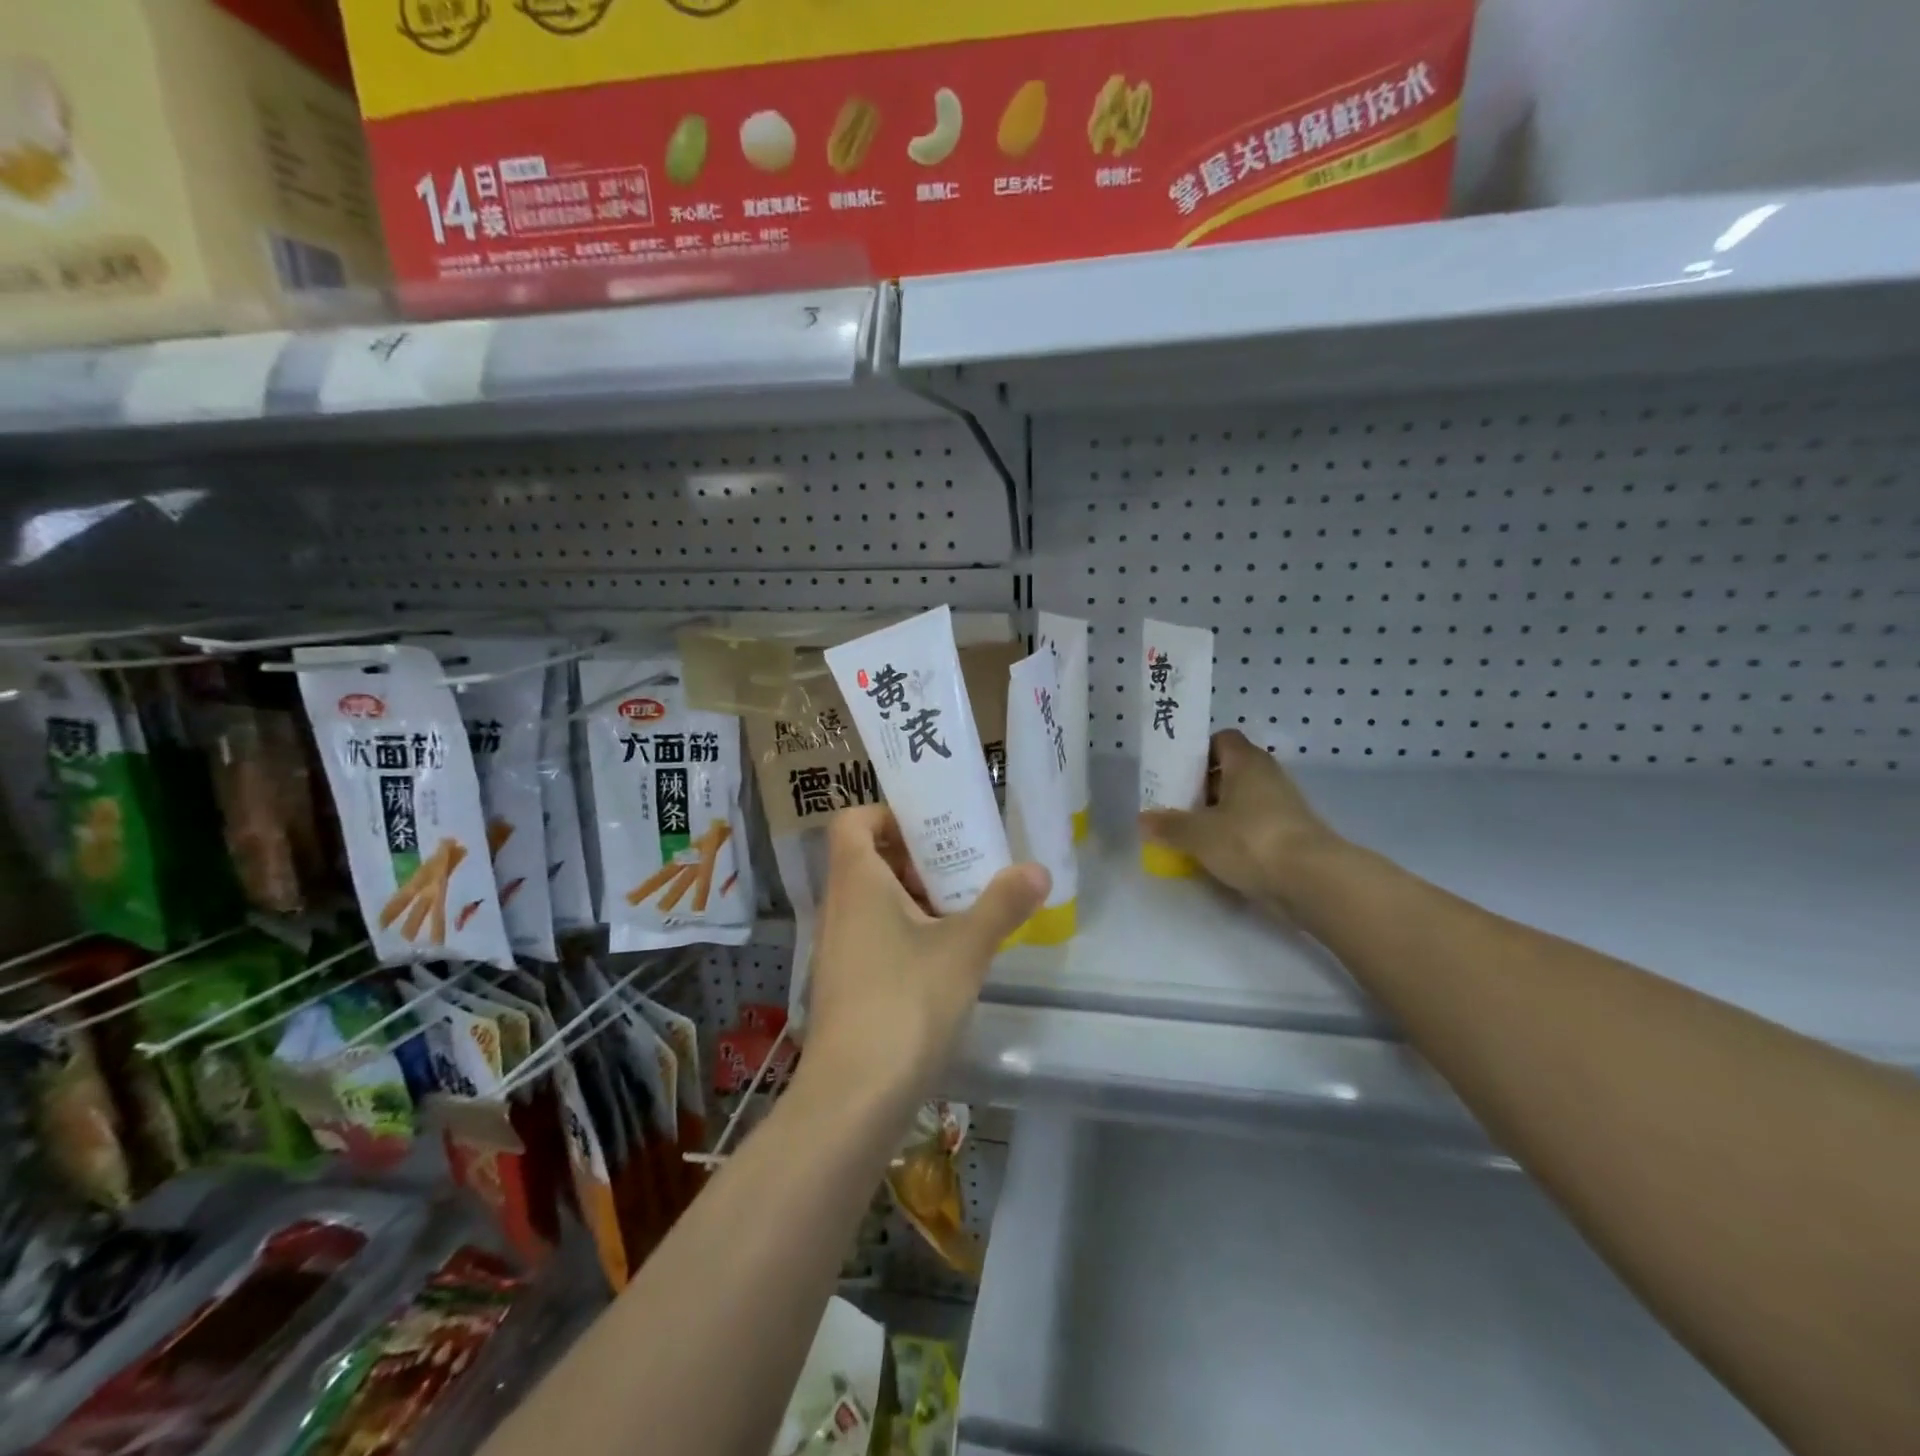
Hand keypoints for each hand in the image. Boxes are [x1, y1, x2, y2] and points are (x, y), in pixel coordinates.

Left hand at [801, 806, 1049, 1108]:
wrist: (854, 1098)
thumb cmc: (906, 1003)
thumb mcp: (964, 949)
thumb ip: (1002, 905)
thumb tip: (1038, 870)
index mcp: (856, 881)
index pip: (854, 820)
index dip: (888, 814)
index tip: (934, 827)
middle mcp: (838, 907)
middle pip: (869, 859)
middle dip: (917, 857)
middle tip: (965, 865)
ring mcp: (838, 948)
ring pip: (874, 901)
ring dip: (916, 896)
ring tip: (965, 908)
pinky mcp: (846, 984)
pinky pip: (874, 935)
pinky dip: (907, 931)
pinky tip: (947, 956)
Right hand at [1138, 729, 1346, 916]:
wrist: (1313, 880)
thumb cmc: (1250, 840)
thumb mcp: (1198, 834)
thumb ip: (1169, 826)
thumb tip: (1143, 820)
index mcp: (1246, 762)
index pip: (1221, 739)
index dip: (1197, 752)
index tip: (1175, 773)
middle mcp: (1267, 776)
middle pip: (1229, 771)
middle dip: (1202, 787)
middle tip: (1175, 807)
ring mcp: (1283, 806)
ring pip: (1242, 801)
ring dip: (1218, 814)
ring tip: (1191, 834)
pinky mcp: (1291, 834)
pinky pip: (1255, 826)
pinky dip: (1236, 836)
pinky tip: (1217, 856)